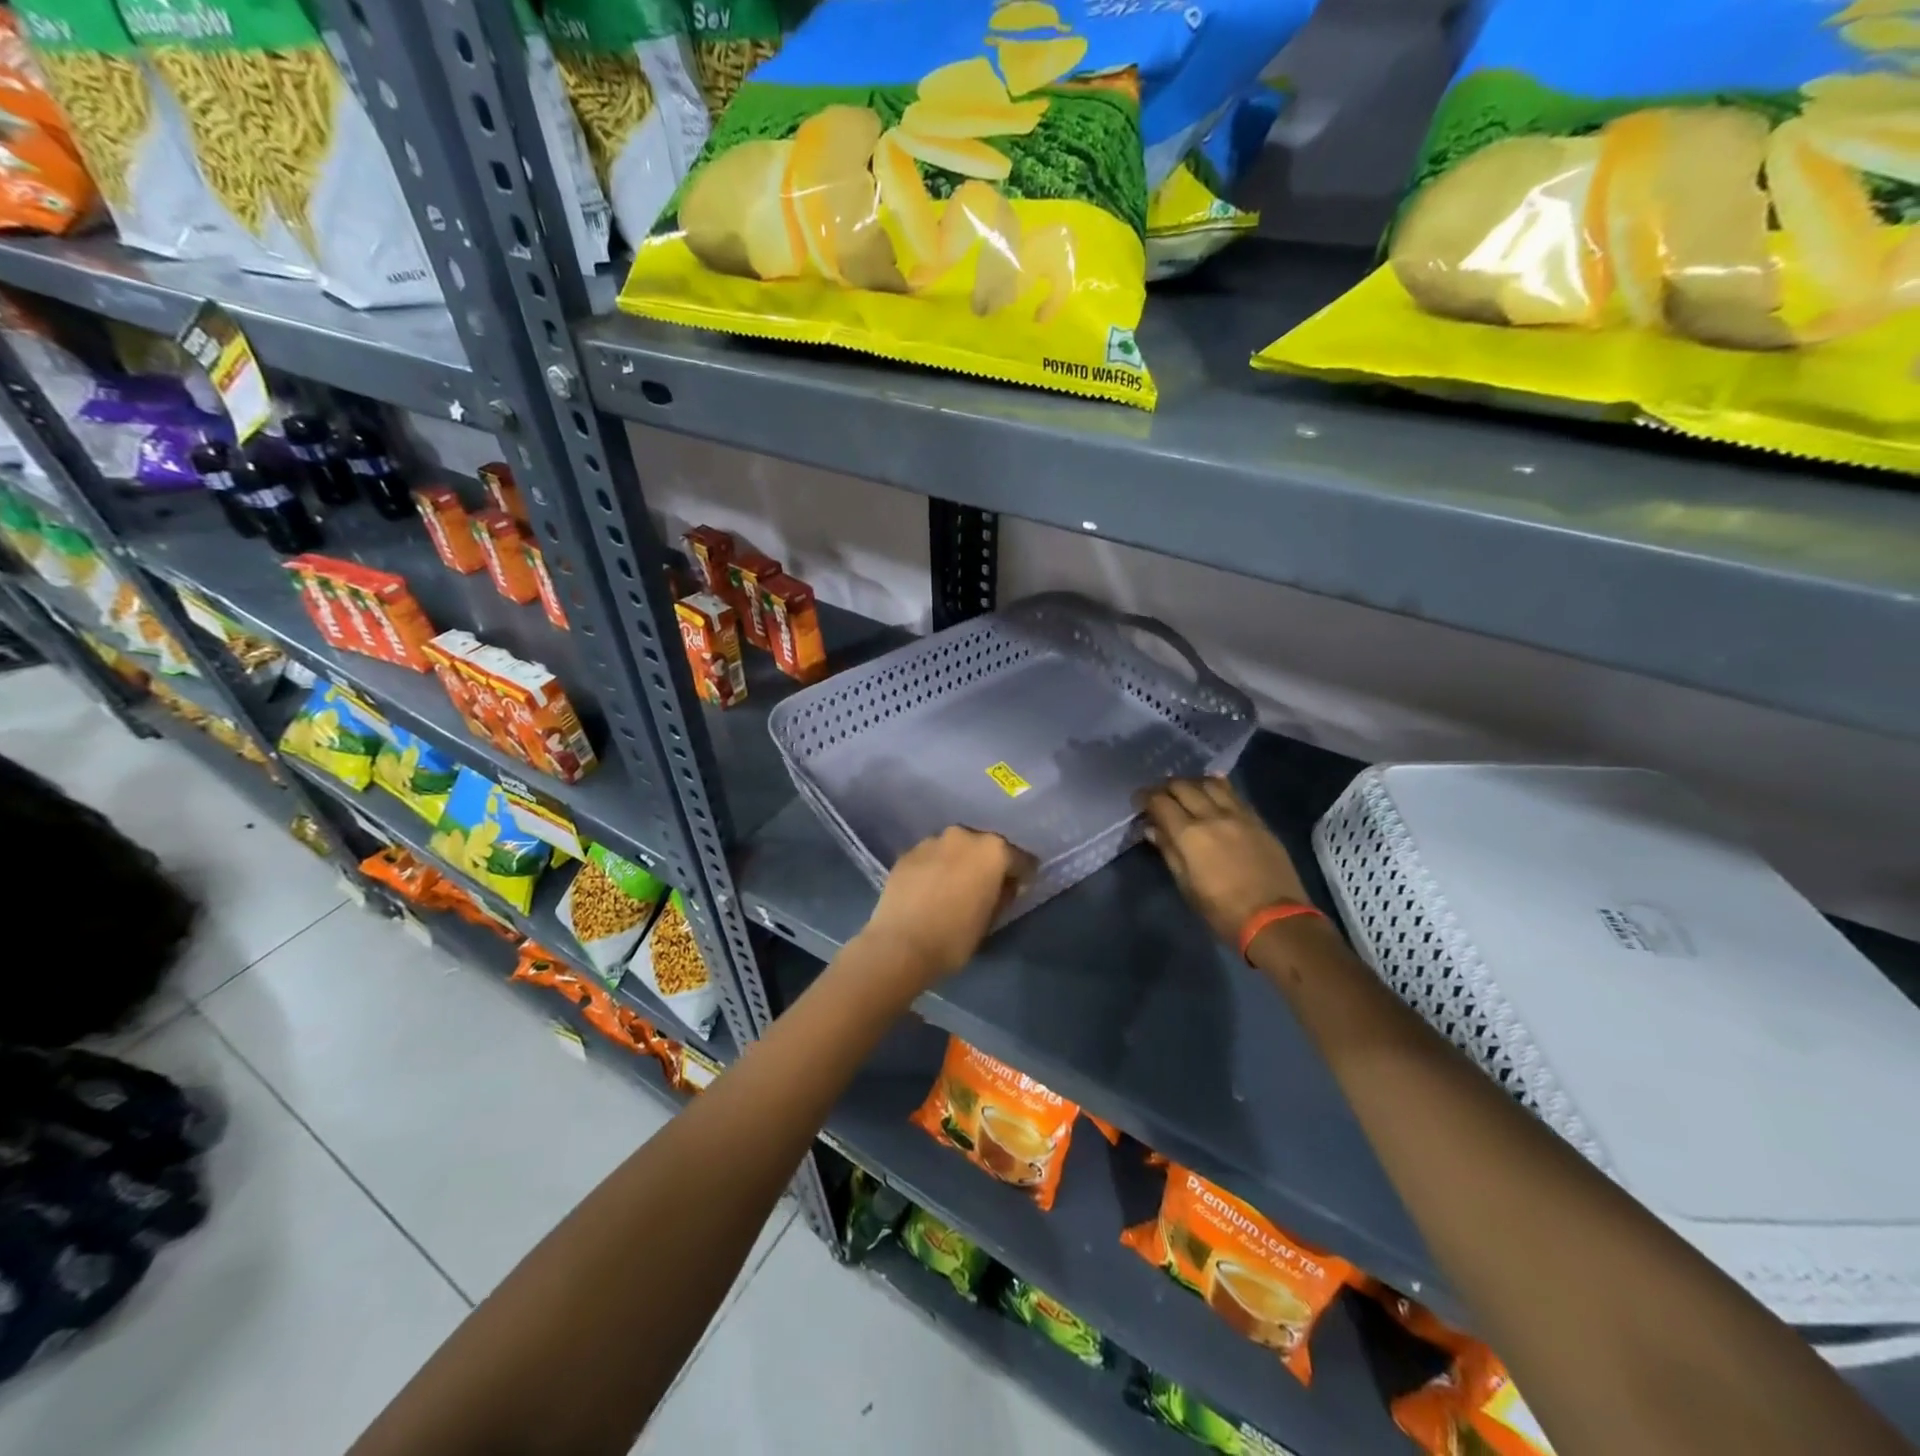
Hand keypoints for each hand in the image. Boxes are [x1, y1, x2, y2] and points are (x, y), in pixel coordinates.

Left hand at [859, 827, 1035, 986]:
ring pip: (954, 848)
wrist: (900, 945)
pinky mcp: (907, 853)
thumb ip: (1003, 894)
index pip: (1019, 858)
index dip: (1021, 874)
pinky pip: (930, 857)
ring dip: (958, 862)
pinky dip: (934, 867)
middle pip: (984, 846)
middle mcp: (963, 836)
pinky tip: (929, 888)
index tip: (1018, 888)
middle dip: (987, 863)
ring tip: (952, 887)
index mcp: (992, 850)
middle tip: (983, 886)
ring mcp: (931, 841)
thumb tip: (1004, 884)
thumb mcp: (990, 919)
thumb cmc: (955, 937)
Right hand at [1138, 777, 1310, 945]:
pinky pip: (1233, 793)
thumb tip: (1153, 829)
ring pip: (1209, 783)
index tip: (1139, 802)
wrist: (1275, 918)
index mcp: (1189, 835)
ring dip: (1192, 783)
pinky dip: (1217, 786)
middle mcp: (1212, 816)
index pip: (1160, 802)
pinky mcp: (1257, 820)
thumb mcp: (1187, 886)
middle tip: (1159, 797)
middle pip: (1183, 786)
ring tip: (1186, 792)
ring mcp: (1238, 815)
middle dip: (1165, 787)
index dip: (1145, 798)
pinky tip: (1212, 789)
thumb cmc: (1222, 910)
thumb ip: (1169, 851)